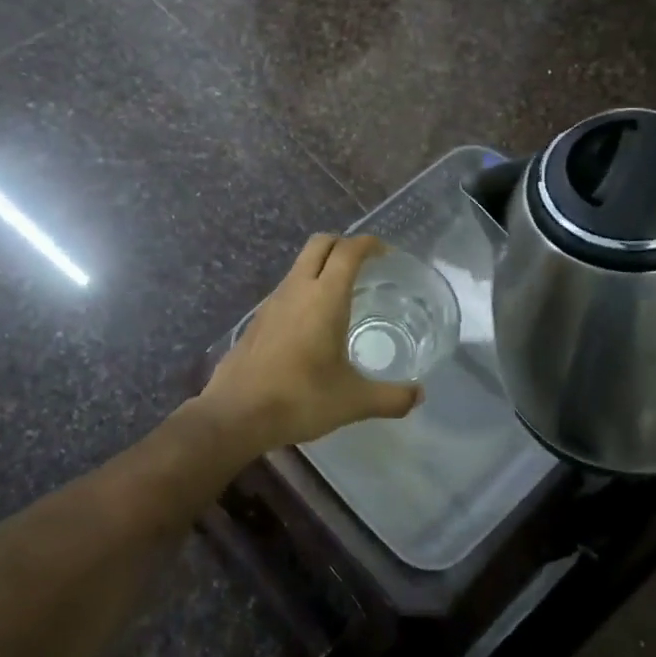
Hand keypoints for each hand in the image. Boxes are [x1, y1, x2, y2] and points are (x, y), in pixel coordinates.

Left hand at [198, 233, 422, 455]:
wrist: (236, 412)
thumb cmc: (299, 398)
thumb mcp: (353, 401)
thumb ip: (391, 397)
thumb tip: (419, 395)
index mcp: (324, 297)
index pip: (348, 251)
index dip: (368, 244)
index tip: (386, 253)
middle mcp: (297, 289)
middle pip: (320, 244)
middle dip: (344, 244)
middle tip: (365, 264)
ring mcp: (272, 301)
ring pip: (300, 265)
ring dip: (322, 266)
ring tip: (342, 292)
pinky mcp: (258, 318)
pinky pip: (287, 288)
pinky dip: (305, 288)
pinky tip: (313, 321)